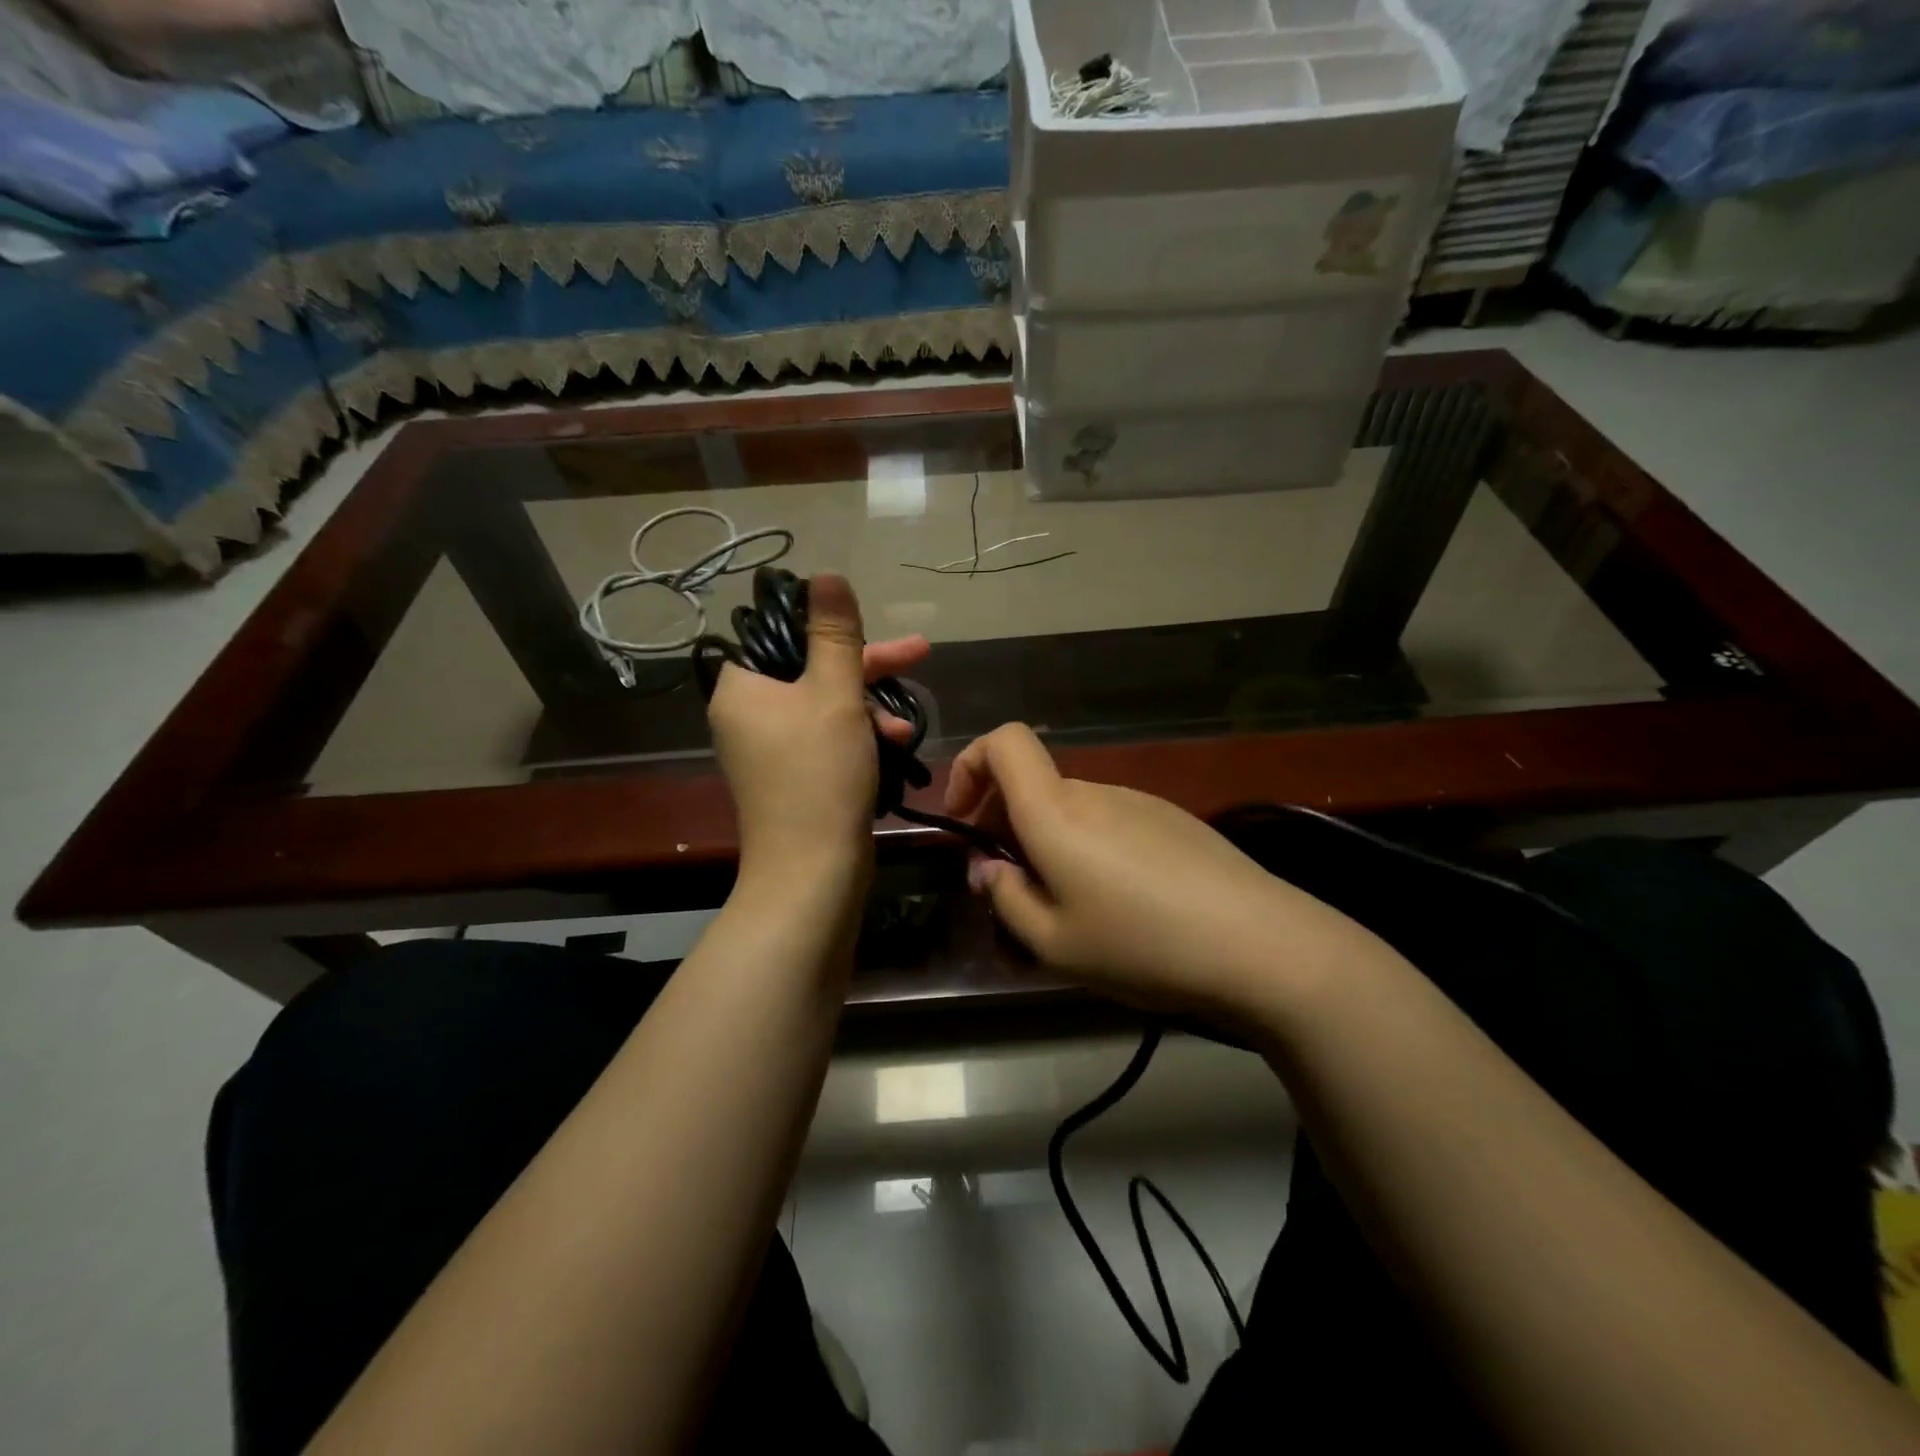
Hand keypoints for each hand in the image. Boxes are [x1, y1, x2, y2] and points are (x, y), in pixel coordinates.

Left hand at [708, 573, 927, 882]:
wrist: (813, 873)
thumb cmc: (820, 775)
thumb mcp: (834, 695)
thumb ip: (834, 635)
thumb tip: (827, 576)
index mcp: (742, 687)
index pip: (782, 633)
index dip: (831, 627)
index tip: (871, 629)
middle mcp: (748, 713)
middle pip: (811, 669)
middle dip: (868, 668)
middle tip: (919, 654)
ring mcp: (770, 747)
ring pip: (827, 705)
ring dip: (871, 709)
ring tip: (906, 728)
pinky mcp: (793, 775)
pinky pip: (828, 738)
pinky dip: (860, 737)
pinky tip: (896, 748)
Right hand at [945, 724, 1358, 1020]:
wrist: (1261, 945)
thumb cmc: (1142, 944)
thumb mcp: (1054, 943)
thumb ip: (1006, 899)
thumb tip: (988, 868)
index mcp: (1056, 810)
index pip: (1003, 741)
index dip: (970, 766)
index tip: (965, 820)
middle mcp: (1094, 791)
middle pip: (1033, 785)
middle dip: (1005, 826)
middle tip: (1011, 889)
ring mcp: (1139, 801)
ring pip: (1072, 809)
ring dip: (1050, 844)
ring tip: (1068, 910)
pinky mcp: (1173, 820)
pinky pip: (1111, 822)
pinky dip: (1091, 848)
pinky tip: (1121, 905)